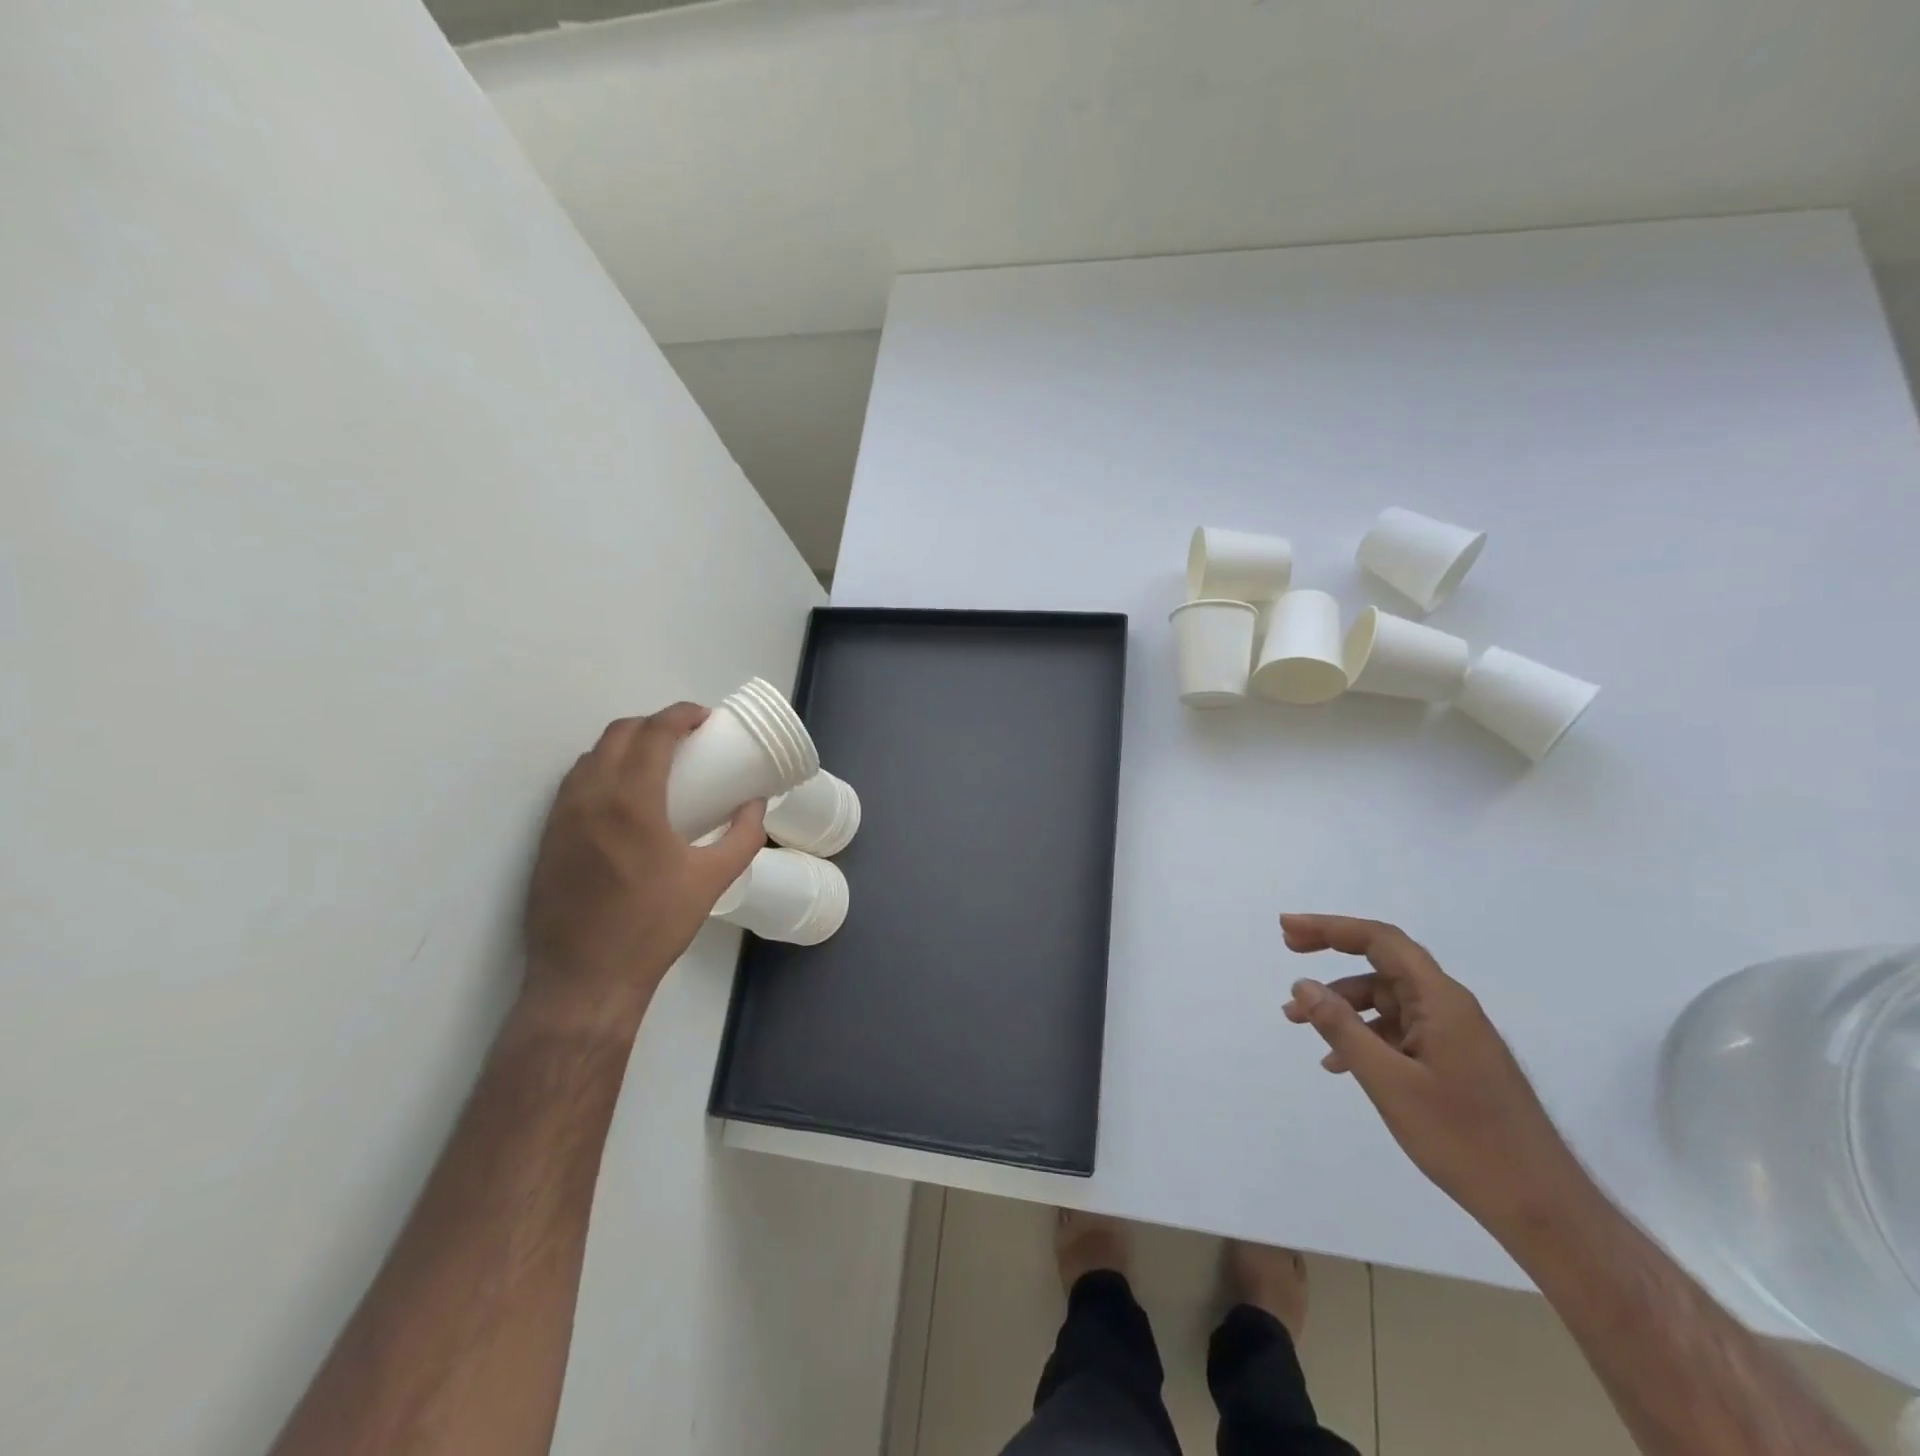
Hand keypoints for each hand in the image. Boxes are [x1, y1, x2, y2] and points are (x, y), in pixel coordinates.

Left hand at [522, 704, 764, 1037]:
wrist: (585, 979)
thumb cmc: (654, 927)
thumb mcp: (712, 880)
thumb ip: (743, 836)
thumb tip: (756, 804)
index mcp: (631, 801)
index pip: (653, 733)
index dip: (680, 715)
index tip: (704, 719)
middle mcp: (589, 797)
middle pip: (618, 734)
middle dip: (654, 724)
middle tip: (685, 739)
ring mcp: (560, 817)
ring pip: (591, 756)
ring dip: (624, 745)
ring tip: (655, 763)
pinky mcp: (547, 838)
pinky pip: (573, 783)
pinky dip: (601, 770)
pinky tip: (622, 796)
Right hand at [1280, 913, 1591, 1242]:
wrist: (1543, 1208)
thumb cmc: (1464, 1139)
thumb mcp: (1389, 1081)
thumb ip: (1342, 1028)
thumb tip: (1303, 985)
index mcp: (1440, 1000)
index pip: (1380, 940)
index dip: (1330, 928)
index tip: (1287, 929)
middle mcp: (1449, 1006)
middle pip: (1382, 962)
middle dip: (1332, 953)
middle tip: (1288, 949)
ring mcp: (1454, 1034)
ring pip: (1387, 999)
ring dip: (1342, 1003)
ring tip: (1298, 1021)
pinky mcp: (1454, 1061)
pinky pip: (1399, 1031)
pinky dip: (1364, 1035)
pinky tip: (1338, 1063)